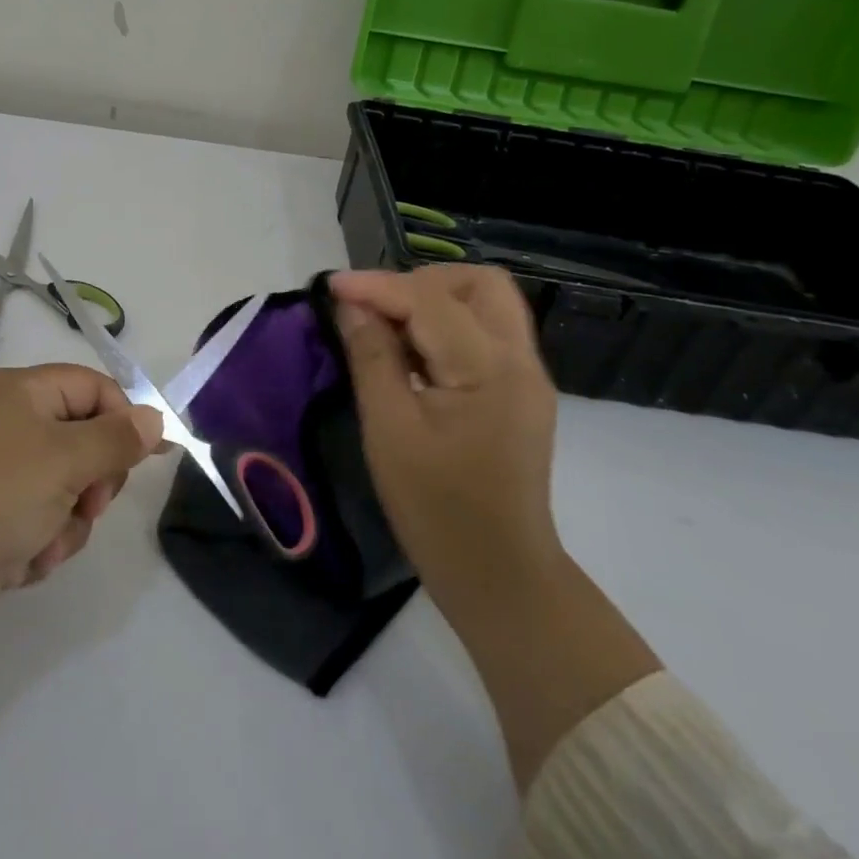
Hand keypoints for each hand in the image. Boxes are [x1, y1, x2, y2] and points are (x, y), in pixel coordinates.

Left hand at [0, 365, 163, 642]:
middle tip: (89, 505)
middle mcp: (1, 421)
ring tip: (43, 544)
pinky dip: (39, 541)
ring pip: (63, 486)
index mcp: (16, 390)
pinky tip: (19, 563)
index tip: (149, 459)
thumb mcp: (67, 461)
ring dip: (67, 521)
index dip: (125, 418)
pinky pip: (36, 517)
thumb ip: (118, 438)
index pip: (91, 386)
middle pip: (80, 438)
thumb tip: (155, 417)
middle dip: (92, 481)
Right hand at [329, 266, 561, 603]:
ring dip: (434, 300)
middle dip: (419, 282)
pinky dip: (447, 325)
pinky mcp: (521, 393)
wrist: (499, 576)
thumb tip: (352, 305)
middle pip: (478, 284)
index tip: (330, 286)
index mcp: (490, 369)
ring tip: (388, 328)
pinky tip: (413, 354)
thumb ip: (372, 356)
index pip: (430, 299)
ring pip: (486, 303)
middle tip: (374, 308)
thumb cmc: (437, 509)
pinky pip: (485, 333)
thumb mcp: (389, 430)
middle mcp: (520, 361)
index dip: (377, 286)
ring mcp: (527, 377)